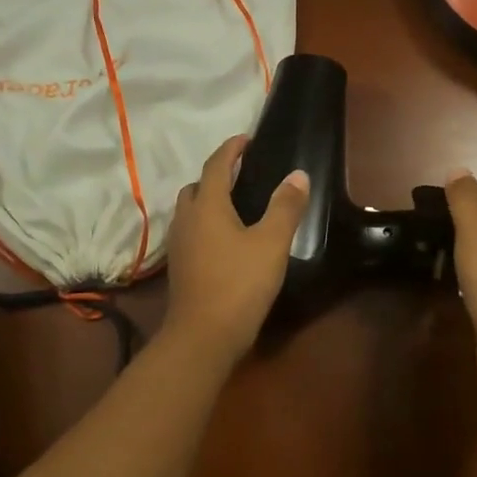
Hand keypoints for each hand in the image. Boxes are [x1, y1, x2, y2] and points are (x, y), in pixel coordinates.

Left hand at [162, 134, 309, 362]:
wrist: (202, 337)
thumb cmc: (239, 284)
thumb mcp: (271, 243)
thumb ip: (285, 207)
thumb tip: (298, 175)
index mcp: (207, 206)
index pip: (216, 165)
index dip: (231, 149)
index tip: (246, 139)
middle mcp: (186, 219)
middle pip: (197, 186)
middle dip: (217, 175)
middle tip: (242, 173)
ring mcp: (179, 245)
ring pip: (190, 210)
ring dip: (208, 199)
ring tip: (236, 204)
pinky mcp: (179, 267)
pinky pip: (191, 231)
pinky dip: (206, 223)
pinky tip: (225, 239)